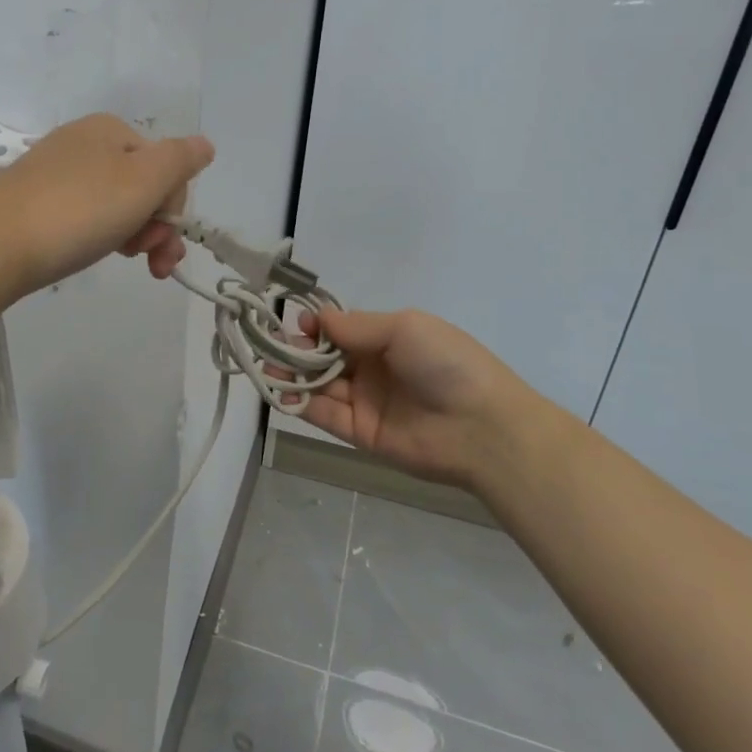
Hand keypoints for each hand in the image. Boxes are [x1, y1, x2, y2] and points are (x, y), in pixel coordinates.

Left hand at [0, 114, 213, 302]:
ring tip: (129, 263)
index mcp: (110, 130)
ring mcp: (56, 173)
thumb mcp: (142, 180)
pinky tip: (92, 253)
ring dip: (134, 236)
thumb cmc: (77, 210)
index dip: (173, 206)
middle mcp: (83, 143)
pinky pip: (84, 217)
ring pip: (115, 205)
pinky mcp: (35, 203)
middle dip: (156, 226)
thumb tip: (205, 144)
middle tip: (150, 263)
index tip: (163, 238)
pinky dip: (99, 237)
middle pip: (142, 186)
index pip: (167, 166)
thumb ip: (181, 160)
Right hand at [295, 307, 557, 491]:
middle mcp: (373, 368)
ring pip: (320, 385)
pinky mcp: (360, 432)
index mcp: (387, 338)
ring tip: (269, 370)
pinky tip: (283, 393)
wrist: (482, 427)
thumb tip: (317, 318)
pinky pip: (325, 415)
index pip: (341, 329)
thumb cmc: (446, 364)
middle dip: (298, 350)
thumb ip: (356, 326)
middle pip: (325, 356)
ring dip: (293, 376)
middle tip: (273, 348)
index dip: (317, 325)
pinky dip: (301, 404)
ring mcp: (366, 401)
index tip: (297, 323)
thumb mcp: (404, 328)